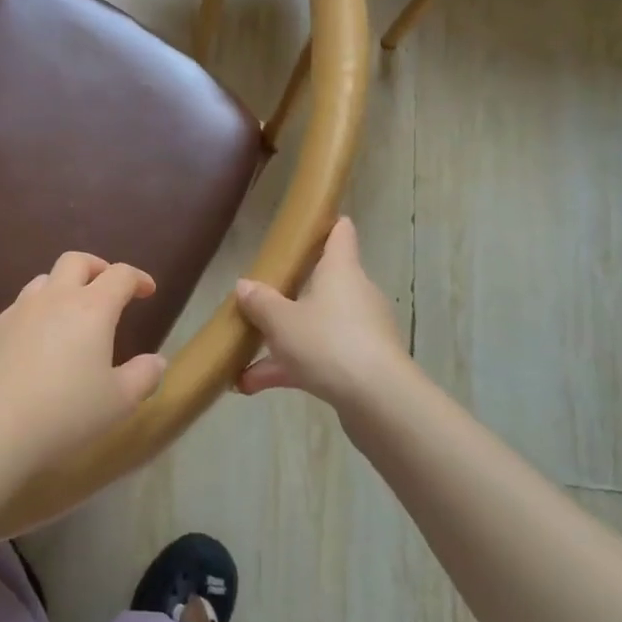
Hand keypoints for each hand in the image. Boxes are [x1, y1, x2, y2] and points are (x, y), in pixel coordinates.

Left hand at [0, 252, 166, 484]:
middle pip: (77, 261)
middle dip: (98, 267)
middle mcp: (54, 298)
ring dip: (63, 287)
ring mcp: (17, 311)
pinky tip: (36, 345)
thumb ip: (143, 377)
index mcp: (91, 308)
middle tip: (108, 288)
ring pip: (44, 280)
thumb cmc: (64, 413)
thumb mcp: (118, 402)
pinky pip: (19, 308)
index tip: (147, 291)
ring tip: (71, 314)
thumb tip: (157, 361)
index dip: (138, 278)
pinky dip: (36, 314)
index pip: (120, 275)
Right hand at [235, 217, 411, 412]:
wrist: (379, 400)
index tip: (313, 221)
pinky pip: (320, 358)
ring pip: (315, 328)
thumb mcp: (281, 321)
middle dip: (289, 297)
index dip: (328, 225)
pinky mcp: (362, 365)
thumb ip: (260, 302)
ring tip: (243, 363)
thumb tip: (244, 285)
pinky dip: (291, 369)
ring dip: (282, 342)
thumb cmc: (328, 343)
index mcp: (341, 271)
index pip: (340, 235)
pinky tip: (252, 386)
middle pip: (322, 285)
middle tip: (260, 301)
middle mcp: (355, 295)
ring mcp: (361, 332)